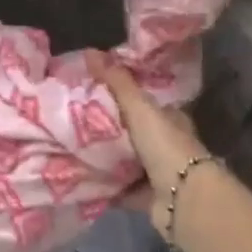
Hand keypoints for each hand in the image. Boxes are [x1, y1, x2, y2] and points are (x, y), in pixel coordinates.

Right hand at [87, 51, 212, 235]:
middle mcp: (165, 144)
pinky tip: (79, 178)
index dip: (118, 95)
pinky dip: (103, 185)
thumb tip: (90, 51)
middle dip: (105, 128)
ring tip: (68, 148)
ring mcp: (157, 172)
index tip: (88, 91)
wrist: (183, 199)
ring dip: (102, 158)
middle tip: (70, 121)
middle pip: (130, 132)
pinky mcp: (147, 197)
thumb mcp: (139, 107)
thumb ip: (116, 81)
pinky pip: (119, 188)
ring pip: (123, 161)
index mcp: (169, 118)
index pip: (141, 102)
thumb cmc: (165, 146)